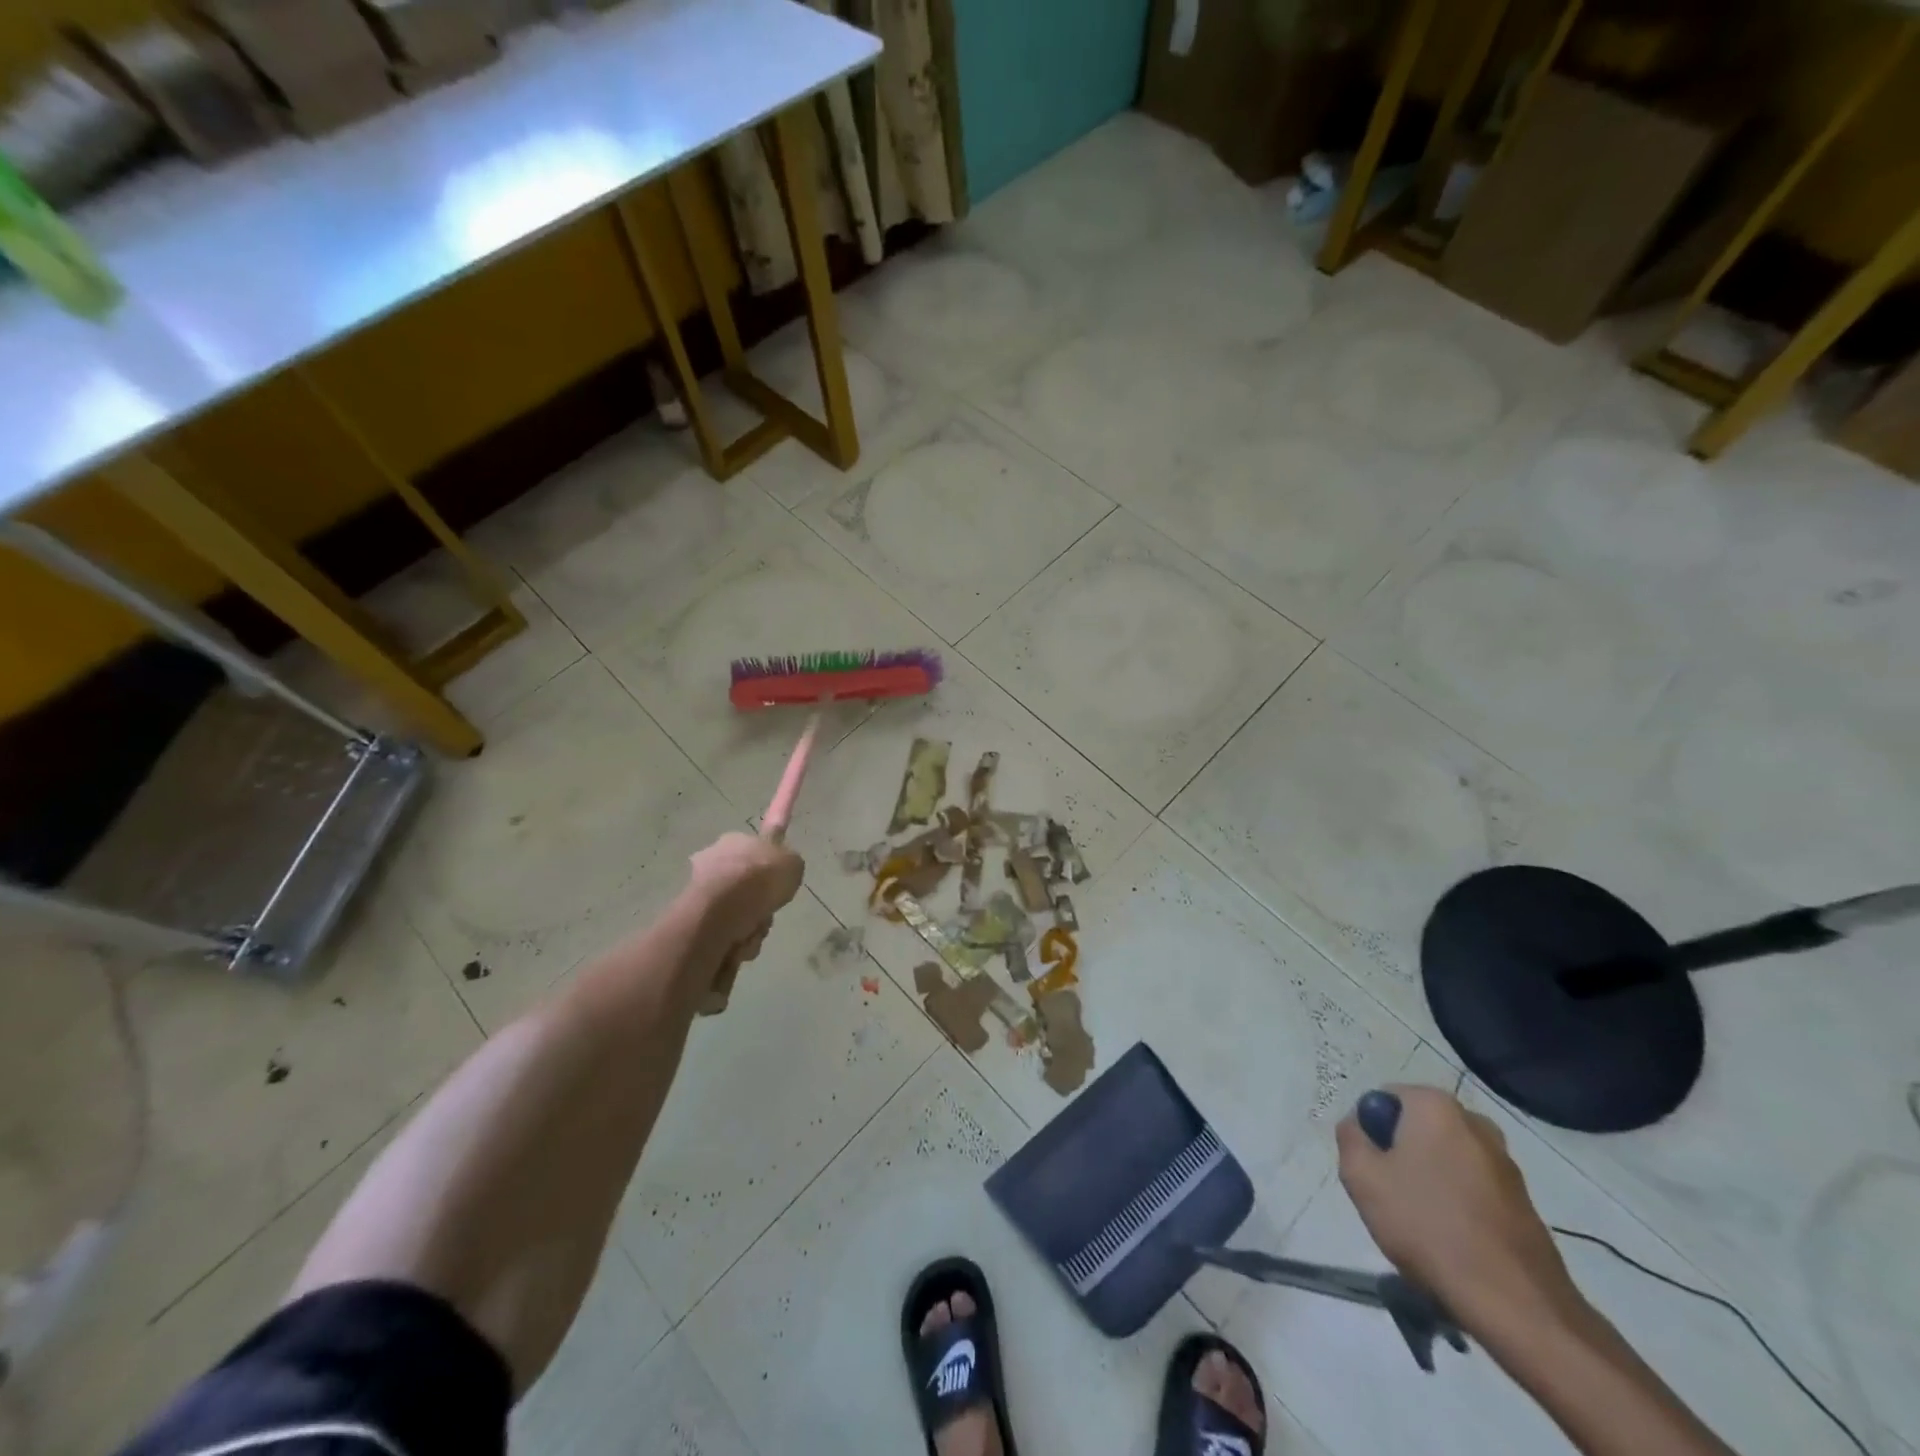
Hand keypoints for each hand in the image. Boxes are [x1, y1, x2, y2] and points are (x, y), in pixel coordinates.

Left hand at [688, 832, 804, 972]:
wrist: (725, 907)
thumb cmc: (761, 875)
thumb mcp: (792, 862)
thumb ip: (788, 864)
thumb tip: (781, 868)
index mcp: (734, 840)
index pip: (753, 846)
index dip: (762, 859)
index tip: (763, 865)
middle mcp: (713, 861)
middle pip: (744, 885)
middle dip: (758, 903)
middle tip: (769, 911)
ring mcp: (700, 890)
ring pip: (736, 913)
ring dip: (750, 926)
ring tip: (754, 930)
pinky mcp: (693, 919)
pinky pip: (724, 934)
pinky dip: (735, 942)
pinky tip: (740, 943)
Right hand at [1337, 1085, 1581, 1334]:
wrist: (1516, 1304)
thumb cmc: (1428, 1226)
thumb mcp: (1361, 1177)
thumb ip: (1349, 1137)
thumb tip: (1358, 1126)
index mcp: (1436, 1106)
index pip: (1384, 1099)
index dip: (1369, 1132)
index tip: (1371, 1170)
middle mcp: (1475, 1123)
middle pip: (1416, 1128)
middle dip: (1400, 1154)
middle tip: (1390, 1195)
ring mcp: (1505, 1163)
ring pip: (1445, 1159)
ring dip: (1428, 1180)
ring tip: (1421, 1224)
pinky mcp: (1523, 1201)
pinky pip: (1472, 1188)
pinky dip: (1457, 1204)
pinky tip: (1451, 1240)